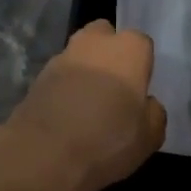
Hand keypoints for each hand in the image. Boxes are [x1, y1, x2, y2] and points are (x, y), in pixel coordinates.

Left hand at [0, 21, 166, 190]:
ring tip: (88, 105)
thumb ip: (153, 112)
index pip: (142, 44)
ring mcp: (61, 57)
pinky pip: (59, 76)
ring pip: (79, 54)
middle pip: (104, 36)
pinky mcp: (37, 77)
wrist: (45, 154)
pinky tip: (67, 115)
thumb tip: (145, 103)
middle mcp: (94, 43)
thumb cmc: (108, 139)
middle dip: (109, 54)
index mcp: (129, 49)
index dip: (141, 66)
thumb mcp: (151, 136)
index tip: (139, 90)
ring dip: (84, 70)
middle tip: (114, 88)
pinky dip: (64, 88)